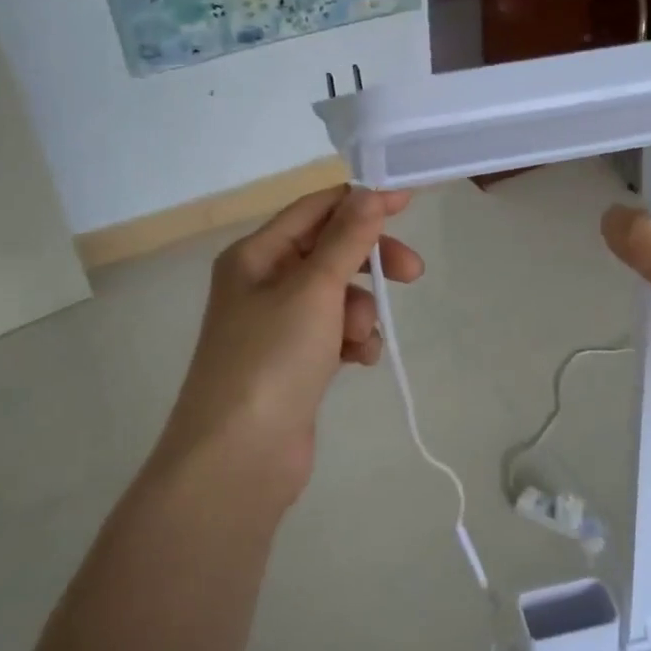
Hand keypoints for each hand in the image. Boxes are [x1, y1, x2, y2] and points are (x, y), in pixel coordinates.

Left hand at [159, 186, 421, 502]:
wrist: (239, 457)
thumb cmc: (272, 359)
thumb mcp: (313, 288)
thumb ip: (346, 239)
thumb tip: (371, 192)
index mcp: (255, 255)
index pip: (315, 210)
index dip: (360, 201)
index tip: (408, 201)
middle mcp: (262, 283)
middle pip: (330, 253)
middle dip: (369, 262)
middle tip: (412, 274)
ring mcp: (278, 325)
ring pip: (337, 296)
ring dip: (360, 311)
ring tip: (358, 339)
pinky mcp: (294, 361)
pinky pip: (335, 333)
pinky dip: (352, 341)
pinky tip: (358, 361)